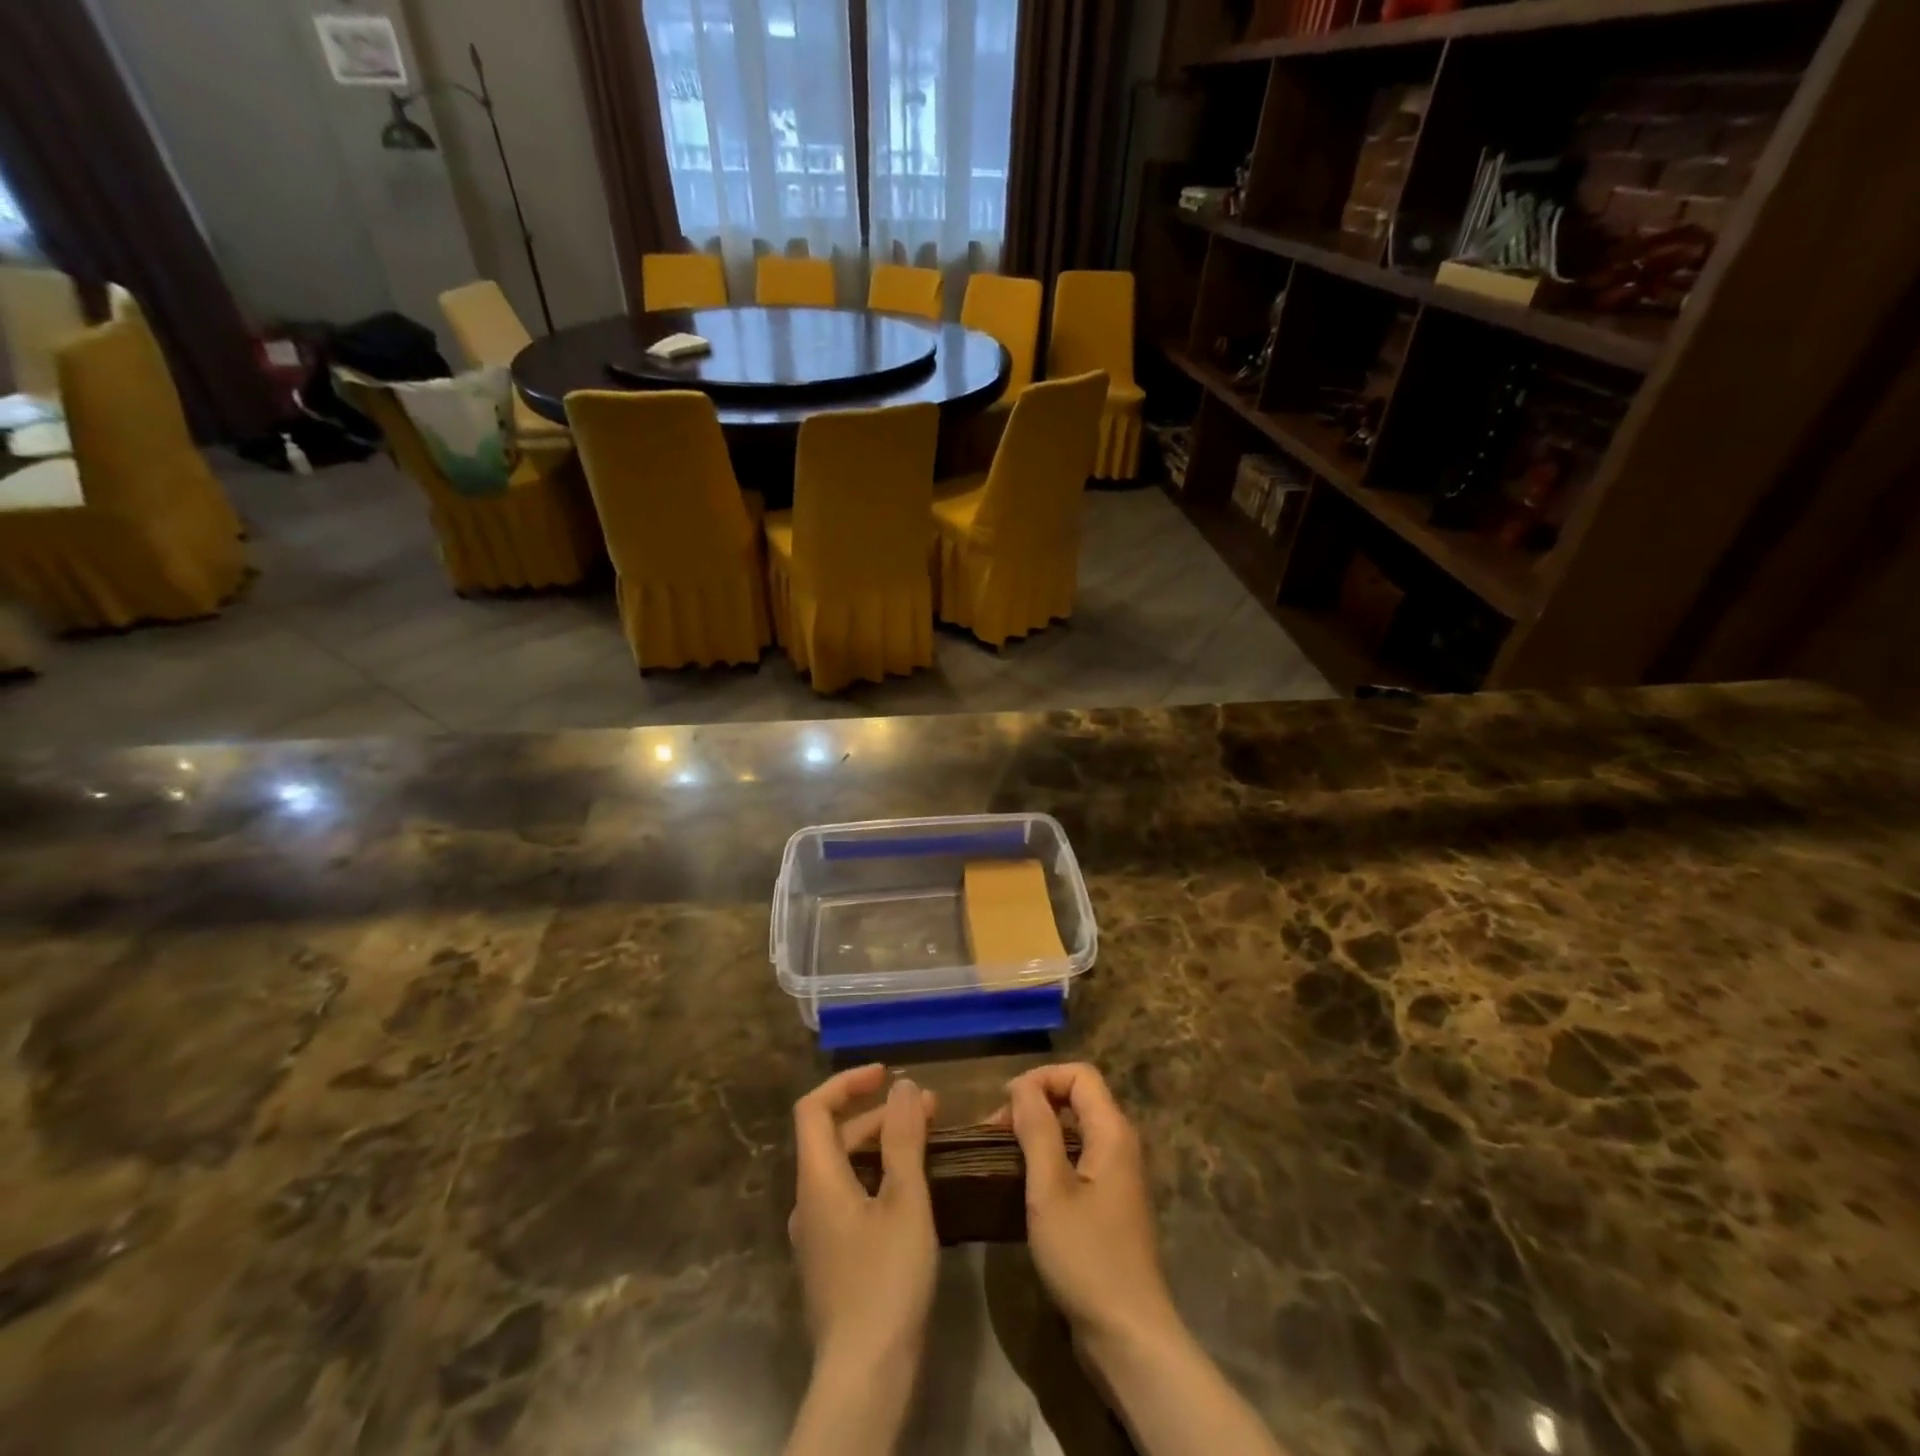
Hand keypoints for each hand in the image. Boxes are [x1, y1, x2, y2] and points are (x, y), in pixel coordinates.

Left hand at [789, 1064, 937, 1375]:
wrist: (864, 1378)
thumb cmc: (885, 1280)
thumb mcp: (905, 1201)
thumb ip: (904, 1138)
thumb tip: (903, 1085)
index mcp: (817, 1179)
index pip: (814, 1108)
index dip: (846, 1082)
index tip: (885, 1074)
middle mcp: (808, 1201)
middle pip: (833, 1137)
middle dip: (878, 1114)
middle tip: (927, 1108)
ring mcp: (817, 1234)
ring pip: (844, 1169)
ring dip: (882, 1146)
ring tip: (927, 1141)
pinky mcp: (832, 1260)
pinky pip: (850, 1198)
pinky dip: (878, 1177)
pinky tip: (913, 1190)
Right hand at [1004, 1064, 1286, 1455]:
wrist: (1127, 1336)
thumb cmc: (1086, 1256)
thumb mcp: (1050, 1189)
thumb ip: (1037, 1129)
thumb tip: (1021, 1085)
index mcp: (1112, 1131)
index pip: (1079, 1074)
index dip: (1041, 1078)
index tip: (1005, 1105)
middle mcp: (1120, 1144)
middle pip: (1077, 1097)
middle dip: (1034, 1104)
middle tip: (995, 1132)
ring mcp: (1116, 1175)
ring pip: (1074, 1130)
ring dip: (1037, 1132)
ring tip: (1001, 1154)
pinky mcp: (1108, 1204)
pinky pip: (1077, 1159)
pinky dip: (1048, 1159)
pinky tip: (1022, 1183)